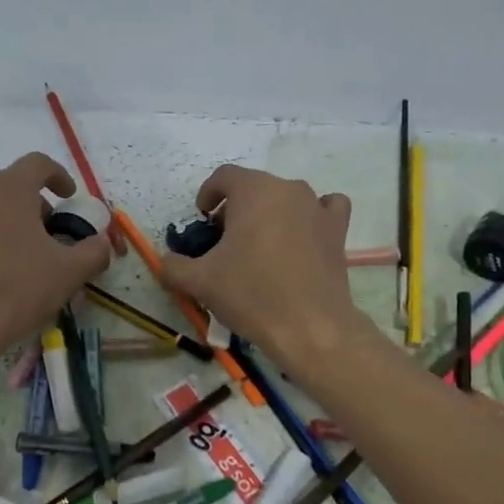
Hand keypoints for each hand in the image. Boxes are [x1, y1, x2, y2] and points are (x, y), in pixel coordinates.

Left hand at [0, 153, 111, 358]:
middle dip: (37, 205)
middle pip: (12, 185)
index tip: (70, 198)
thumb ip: (94, 251)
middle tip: (53, 234)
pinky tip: (0, 271)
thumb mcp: (70, 272)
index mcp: (9, 189)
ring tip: (27, 255)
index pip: (37, 164)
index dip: (59, 176)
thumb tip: (102, 243)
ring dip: (12, 222)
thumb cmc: (19, 288)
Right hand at [159, 164, 368, 380]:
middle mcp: (288, 189)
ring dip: (269, 213)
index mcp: (254, 191)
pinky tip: (302, 237)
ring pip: (286, 198)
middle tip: (225, 242)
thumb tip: (166, 261)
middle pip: (255, 187)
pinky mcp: (338, 230)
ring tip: (260, 245)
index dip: (208, 195)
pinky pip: (324, 209)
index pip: (224, 176)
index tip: (202, 220)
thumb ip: (173, 266)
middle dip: (236, 208)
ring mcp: (317, 207)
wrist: (309, 326)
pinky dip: (310, 217)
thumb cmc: (251, 294)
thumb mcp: (200, 282)